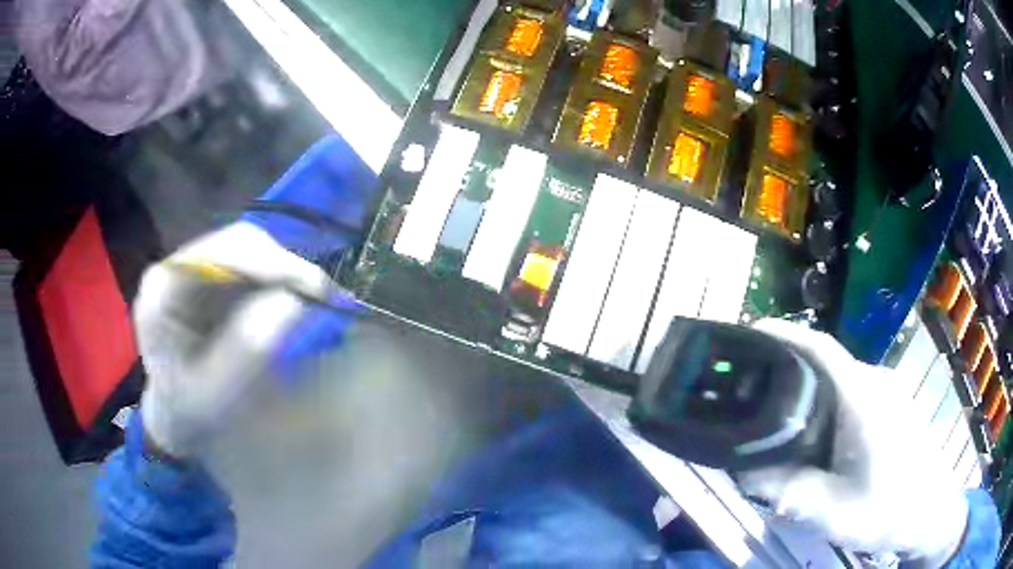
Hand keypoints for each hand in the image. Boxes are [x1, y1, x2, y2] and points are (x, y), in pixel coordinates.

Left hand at [133, 221, 354, 458]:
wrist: (178, 416)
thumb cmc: (191, 412)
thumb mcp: (216, 393)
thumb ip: (247, 350)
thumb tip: (294, 300)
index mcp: (165, 287)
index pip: (222, 252)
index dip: (271, 262)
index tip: (315, 289)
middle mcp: (181, 265)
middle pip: (241, 243)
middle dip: (286, 267)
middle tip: (326, 298)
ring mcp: (199, 268)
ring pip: (253, 250)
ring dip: (288, 273)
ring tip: (318, 300)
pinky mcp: (216, 278)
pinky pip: (255, 266)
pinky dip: (283, 280)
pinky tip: (299, 299)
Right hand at [739, 319, 968, 565]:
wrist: (929, 511)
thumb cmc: (888, 509)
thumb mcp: (833, 512)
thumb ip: (789, 493)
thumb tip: (743, 473)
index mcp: (862, 398)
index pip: (821, 349)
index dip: (784, 333)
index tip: (749, 331)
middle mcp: (874, 382)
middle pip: (825, 363)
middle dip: (786, 370)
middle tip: (751, 395)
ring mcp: (886, 391)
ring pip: (837, 380)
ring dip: (807, 392)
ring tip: (778, 421)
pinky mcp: (890, 405)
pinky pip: (850, 393)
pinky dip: (825, 404)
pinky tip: (817, 437)